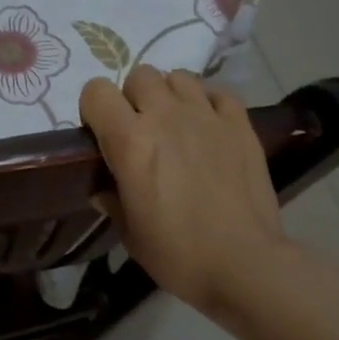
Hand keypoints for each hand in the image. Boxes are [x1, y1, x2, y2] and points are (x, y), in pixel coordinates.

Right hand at [80, 66, 285, 317]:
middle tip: (140, 130)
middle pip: (140, 75)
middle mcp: (166, 117)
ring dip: (170, 95)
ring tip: (175, 124)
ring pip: (178, 76)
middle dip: (133, 98)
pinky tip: (208, 126)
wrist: (244, 264)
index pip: (96, 92)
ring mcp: (206, 116)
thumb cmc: (178, 254)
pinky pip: (218, 92)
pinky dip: (209, 102)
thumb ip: (112, 201)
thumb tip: (104, 190)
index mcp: (130, 141)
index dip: (94, 109)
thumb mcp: (130, 233)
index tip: (100, 133)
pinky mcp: (240, 124)